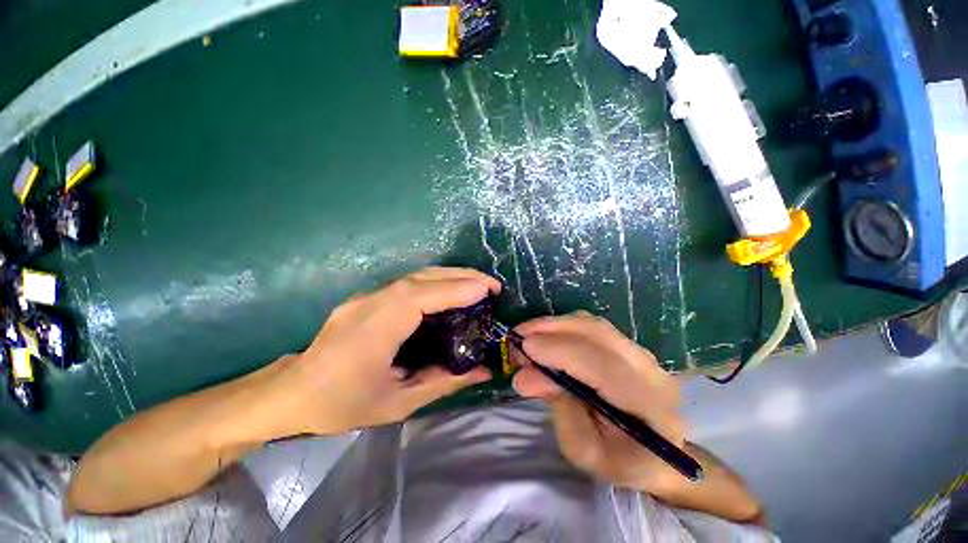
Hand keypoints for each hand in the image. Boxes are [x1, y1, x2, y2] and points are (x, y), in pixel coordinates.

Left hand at [275, 267, 499, 435]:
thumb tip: (483, 370)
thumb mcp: (398, 404)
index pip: (420, 297)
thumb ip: (444, 383)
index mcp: (374, 330)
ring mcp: (367, 296)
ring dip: (450, 276)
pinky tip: (450, 291)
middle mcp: (371, 303)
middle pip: (421, 278)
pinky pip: (408, 283)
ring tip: (478, 285)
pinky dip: (436, 282)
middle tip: (492, 284)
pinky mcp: (367, 297)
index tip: (488, 289)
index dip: (456, 289)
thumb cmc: (342, 404)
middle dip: (461, 275)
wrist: (291, 393)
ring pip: (416, 276)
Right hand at [512, 312, 686, 495]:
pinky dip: (563, 327)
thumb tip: (525, 376)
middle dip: (550, 329)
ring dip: (554, 325)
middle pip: (596, 333)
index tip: (523, 348)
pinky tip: (545, 337)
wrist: (659, 456)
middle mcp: (648, 369)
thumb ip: (558, 409)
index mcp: (647, 405)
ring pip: (592, 325)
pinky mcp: (628, 345)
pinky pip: (592, 327)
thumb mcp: (584, 450)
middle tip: (517, 339)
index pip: (601, 366)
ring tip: (527, 336)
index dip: (558, 351)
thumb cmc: (620, 462)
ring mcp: (641, 352)